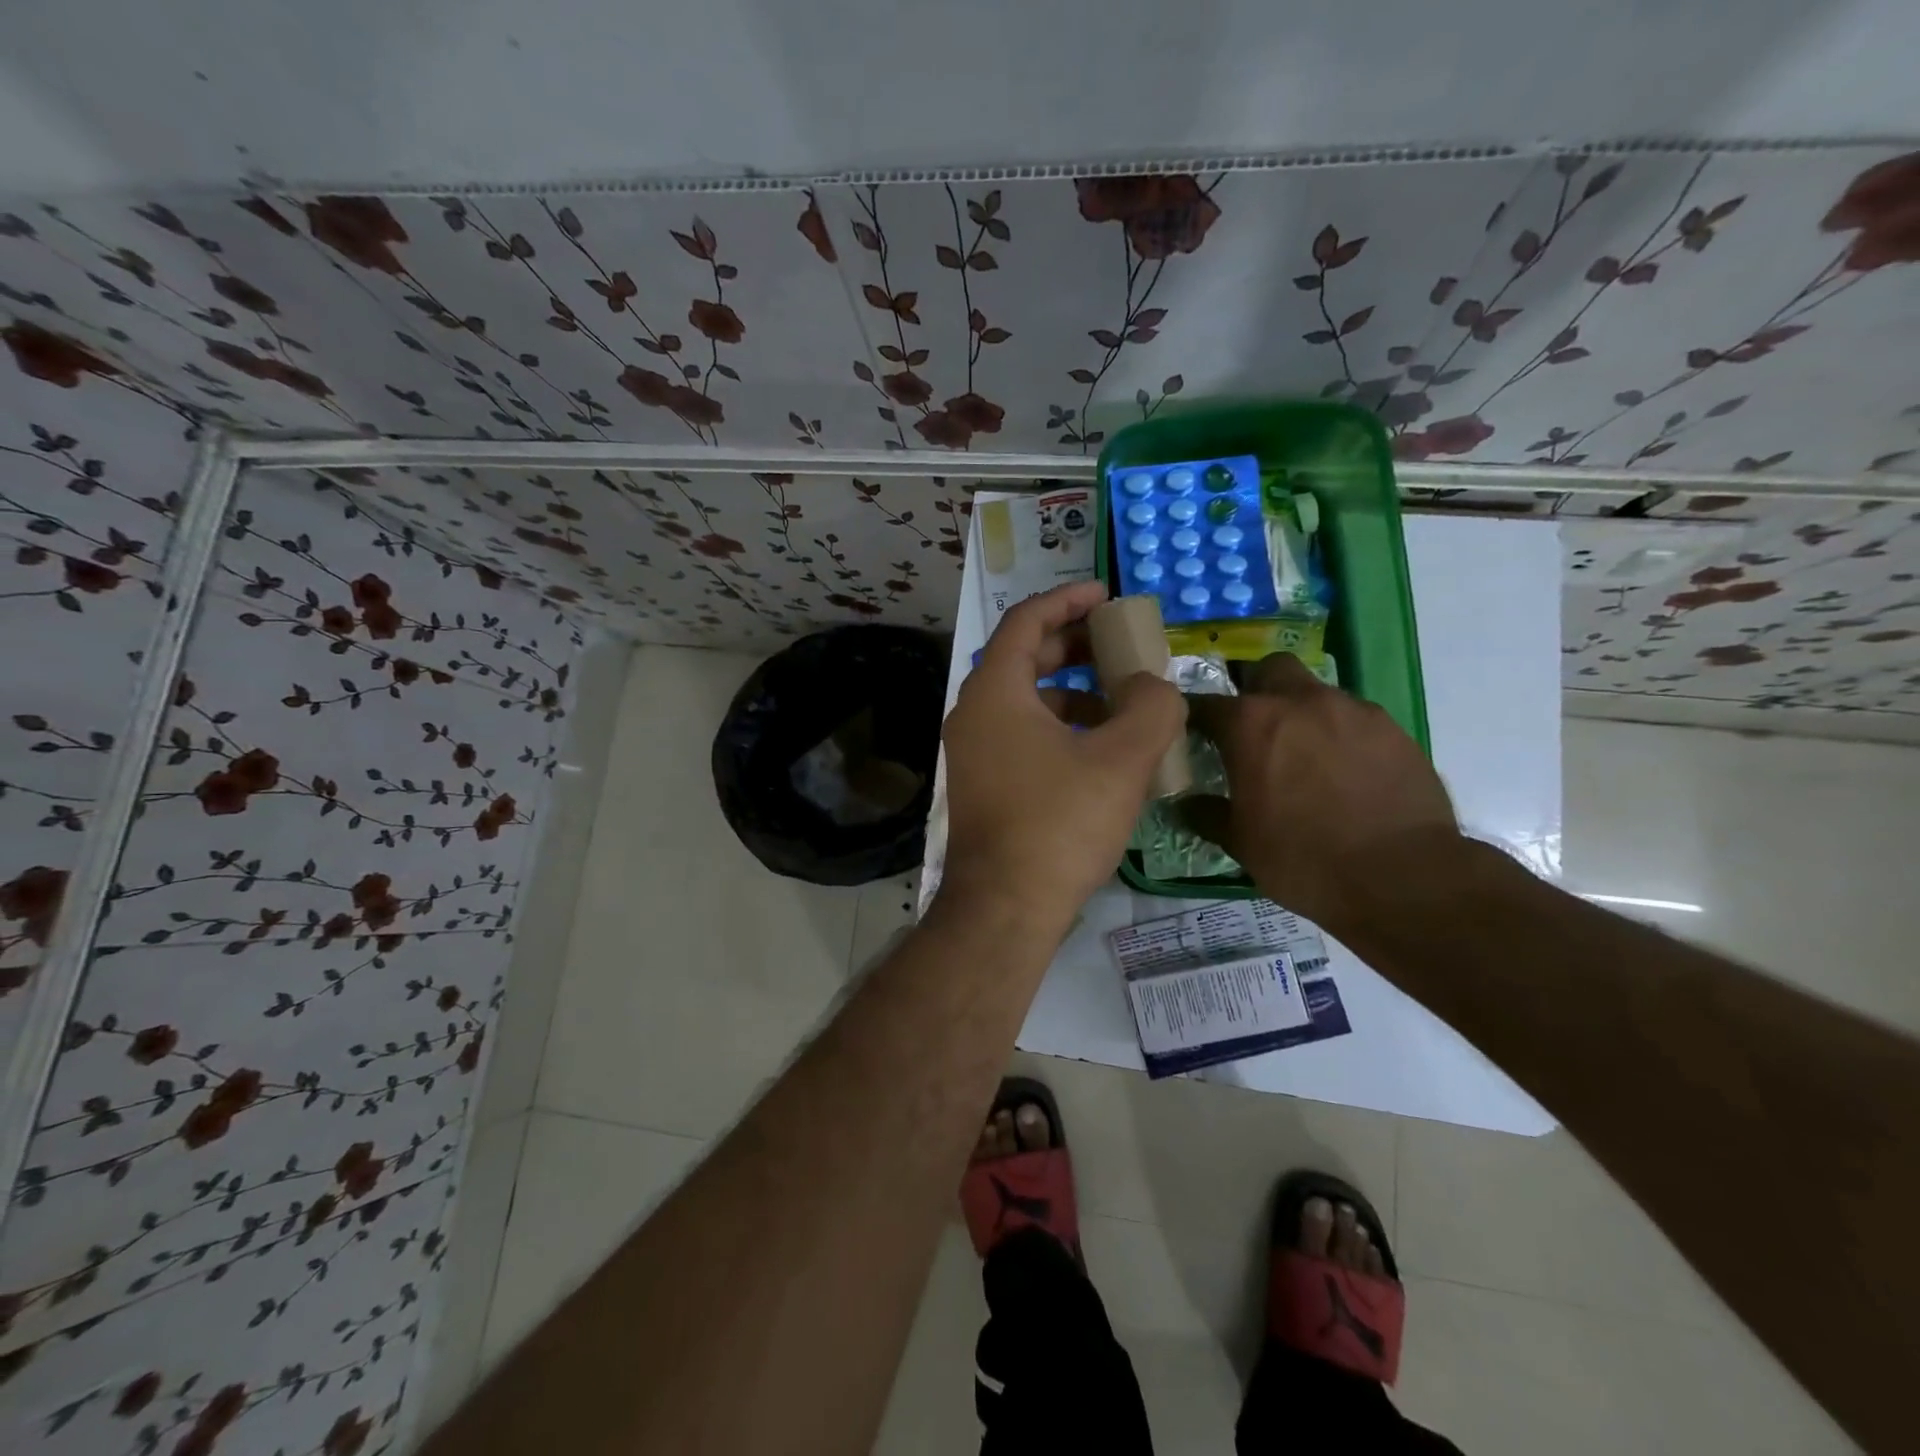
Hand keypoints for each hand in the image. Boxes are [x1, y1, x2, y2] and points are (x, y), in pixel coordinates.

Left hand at [939, 582, 1185, 937]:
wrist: (1006, 908)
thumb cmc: (1060, 823)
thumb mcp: (1121, 760)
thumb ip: (1151, 707)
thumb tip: (1154, 685)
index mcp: (995, 692)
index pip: (1026, 622)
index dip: (1067, 600)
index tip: (1105, 595)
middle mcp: (974, 714)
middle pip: (1025, 659)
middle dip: (1075, 647)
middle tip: (1121, 645)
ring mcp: (973, 752)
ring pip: (1026, 702)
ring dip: (1073, 693)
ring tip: (1123, 703)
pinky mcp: (983, 784)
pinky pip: (1022, 736)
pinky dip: (1060, 729)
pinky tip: (1100, 751)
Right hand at [1184, 653, 1460, 933]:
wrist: (1402, 877)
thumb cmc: (1303, 858)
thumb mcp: (1241, 843)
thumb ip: (1208, 814)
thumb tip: (1187, 804)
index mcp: (1251, 724)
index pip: (1205, 703)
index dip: (1193, 718)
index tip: (1191, 735)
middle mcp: (1300, 702)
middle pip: (1269, 670)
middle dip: (1256, 691)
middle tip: (1255, 731)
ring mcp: (1352, 710)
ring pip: (1316, 693)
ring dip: (1303, 715)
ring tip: (1307, 759)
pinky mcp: (1393, 729)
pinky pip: (1355, 720)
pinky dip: (1342, 736)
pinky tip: (1346, 774)